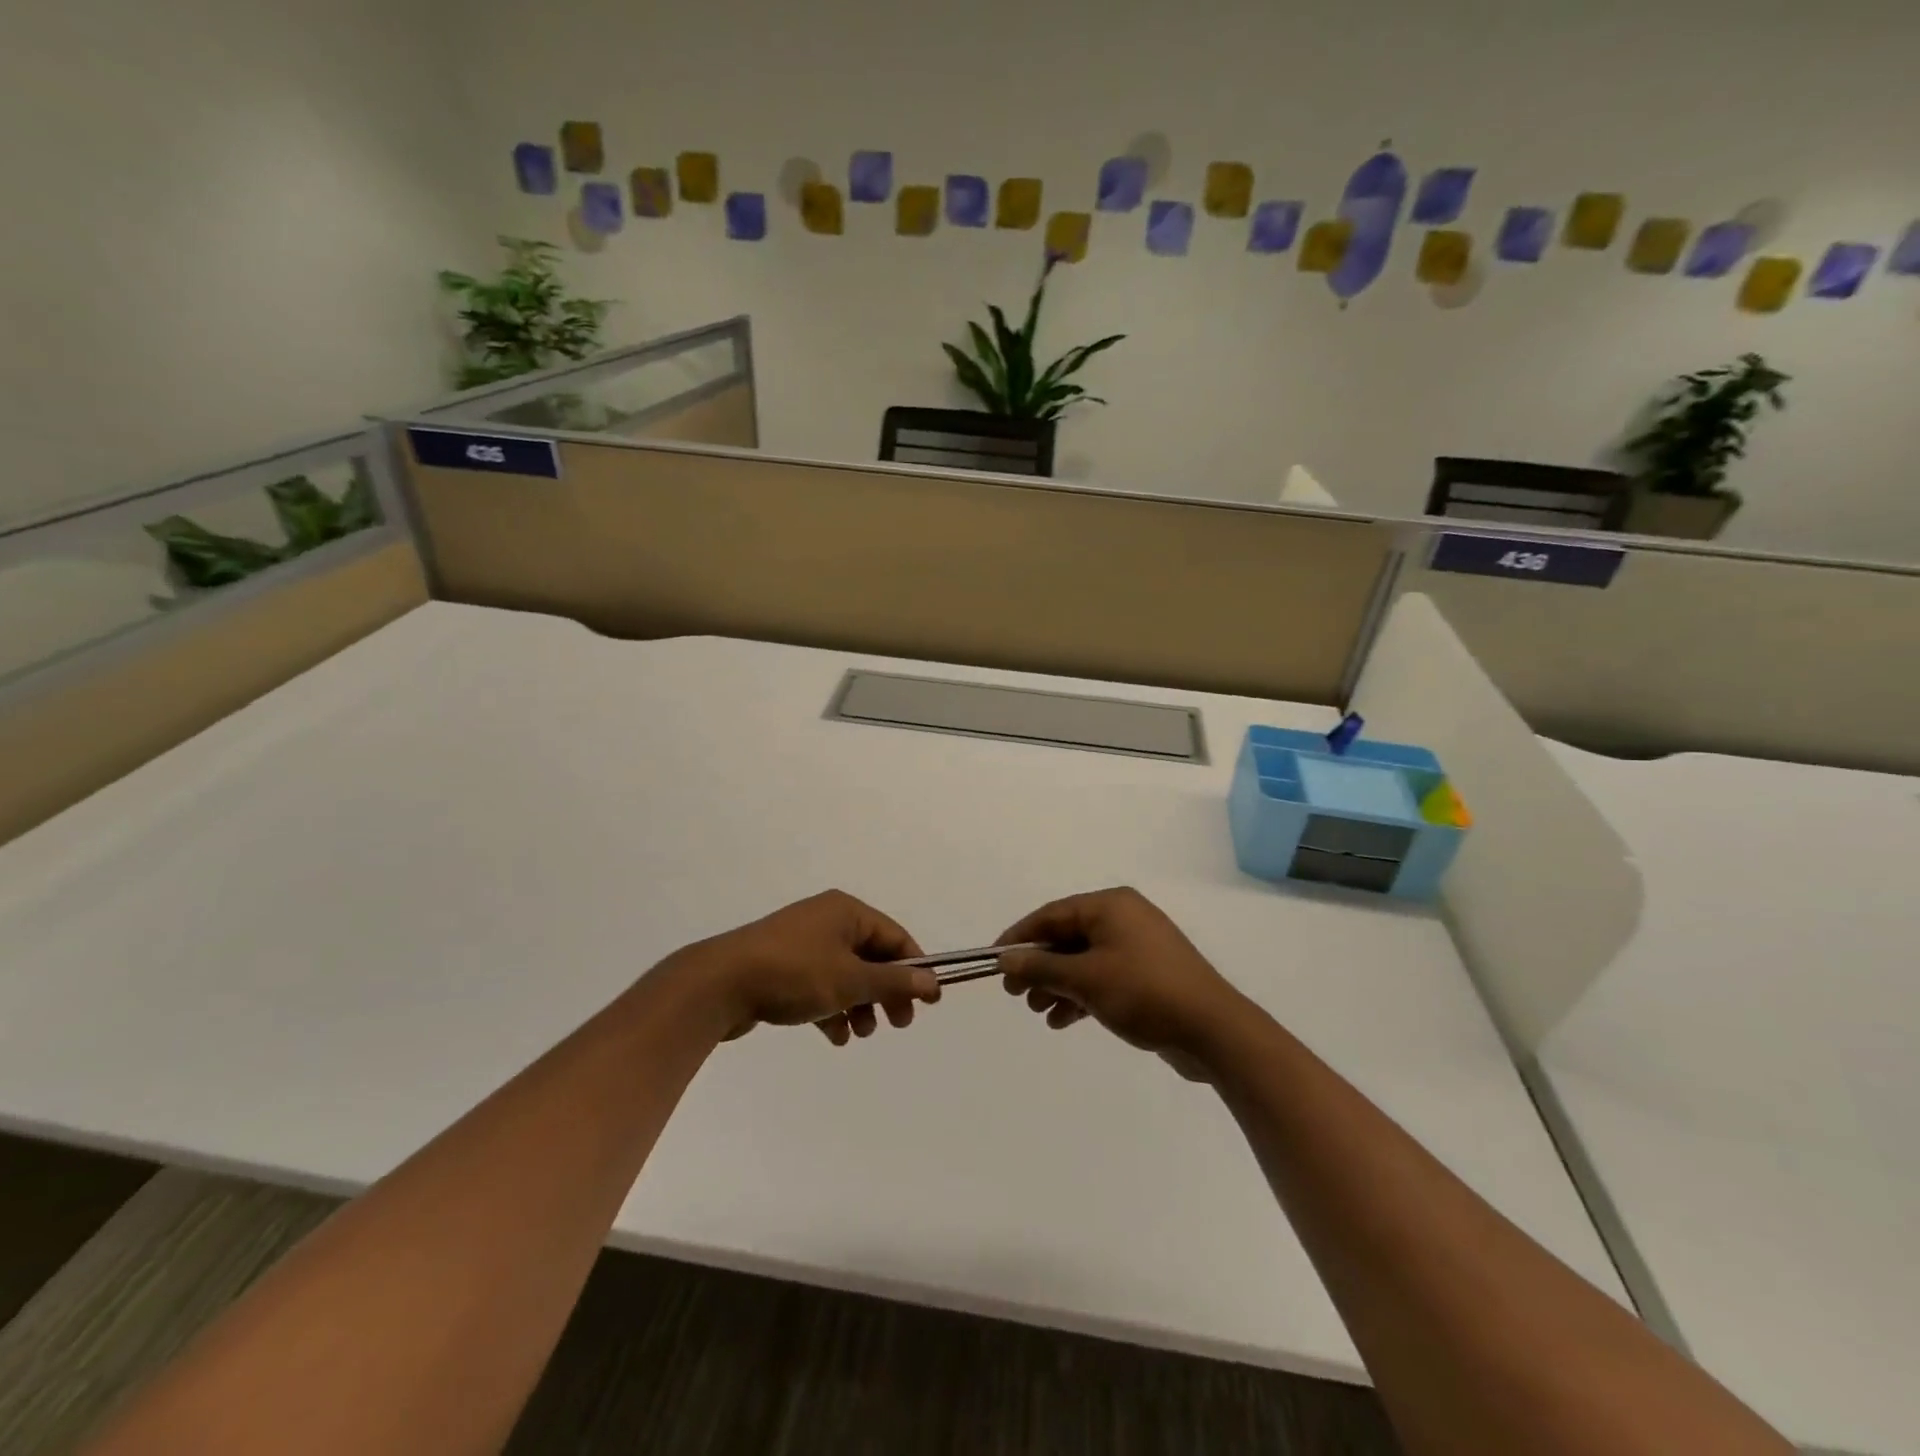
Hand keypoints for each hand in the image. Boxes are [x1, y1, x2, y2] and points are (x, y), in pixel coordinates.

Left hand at [658, 891, 940, 1044]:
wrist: (719, 984)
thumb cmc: (793, 973)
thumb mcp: (850, 979)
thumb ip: (893, 982)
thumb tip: (931, 982)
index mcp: (846, 912)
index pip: (894, 937)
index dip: (915, 968)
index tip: (930, 1002)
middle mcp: (826, 920)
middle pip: (871, 956)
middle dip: (886, 991)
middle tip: (898, 1024)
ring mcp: (802, 943)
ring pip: (845, 974)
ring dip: (859, 1004)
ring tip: (860, 1033)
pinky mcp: (782, 967)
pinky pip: (819, 985)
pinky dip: (832, 1008)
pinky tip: (834, 1037)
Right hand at [995, 887, 1249, 1078]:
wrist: (1212, 1030)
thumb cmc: (1143, 992)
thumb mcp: (1085, 979)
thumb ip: (1041, 967)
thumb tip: (1004, 958)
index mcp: (1110, 905)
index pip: (1052, 914)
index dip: (1020, 937)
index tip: (995, 961)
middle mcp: (1123, 918)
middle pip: (1067, 937)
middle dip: (1039, 966)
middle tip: (1014, 993)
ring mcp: (1138, 947)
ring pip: (1083, 960)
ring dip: (1058, 984)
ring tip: (1037, 1010)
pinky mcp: (1147, 975)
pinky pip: (1102, 978)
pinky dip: (1081, 995)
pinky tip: (1062, 1021)